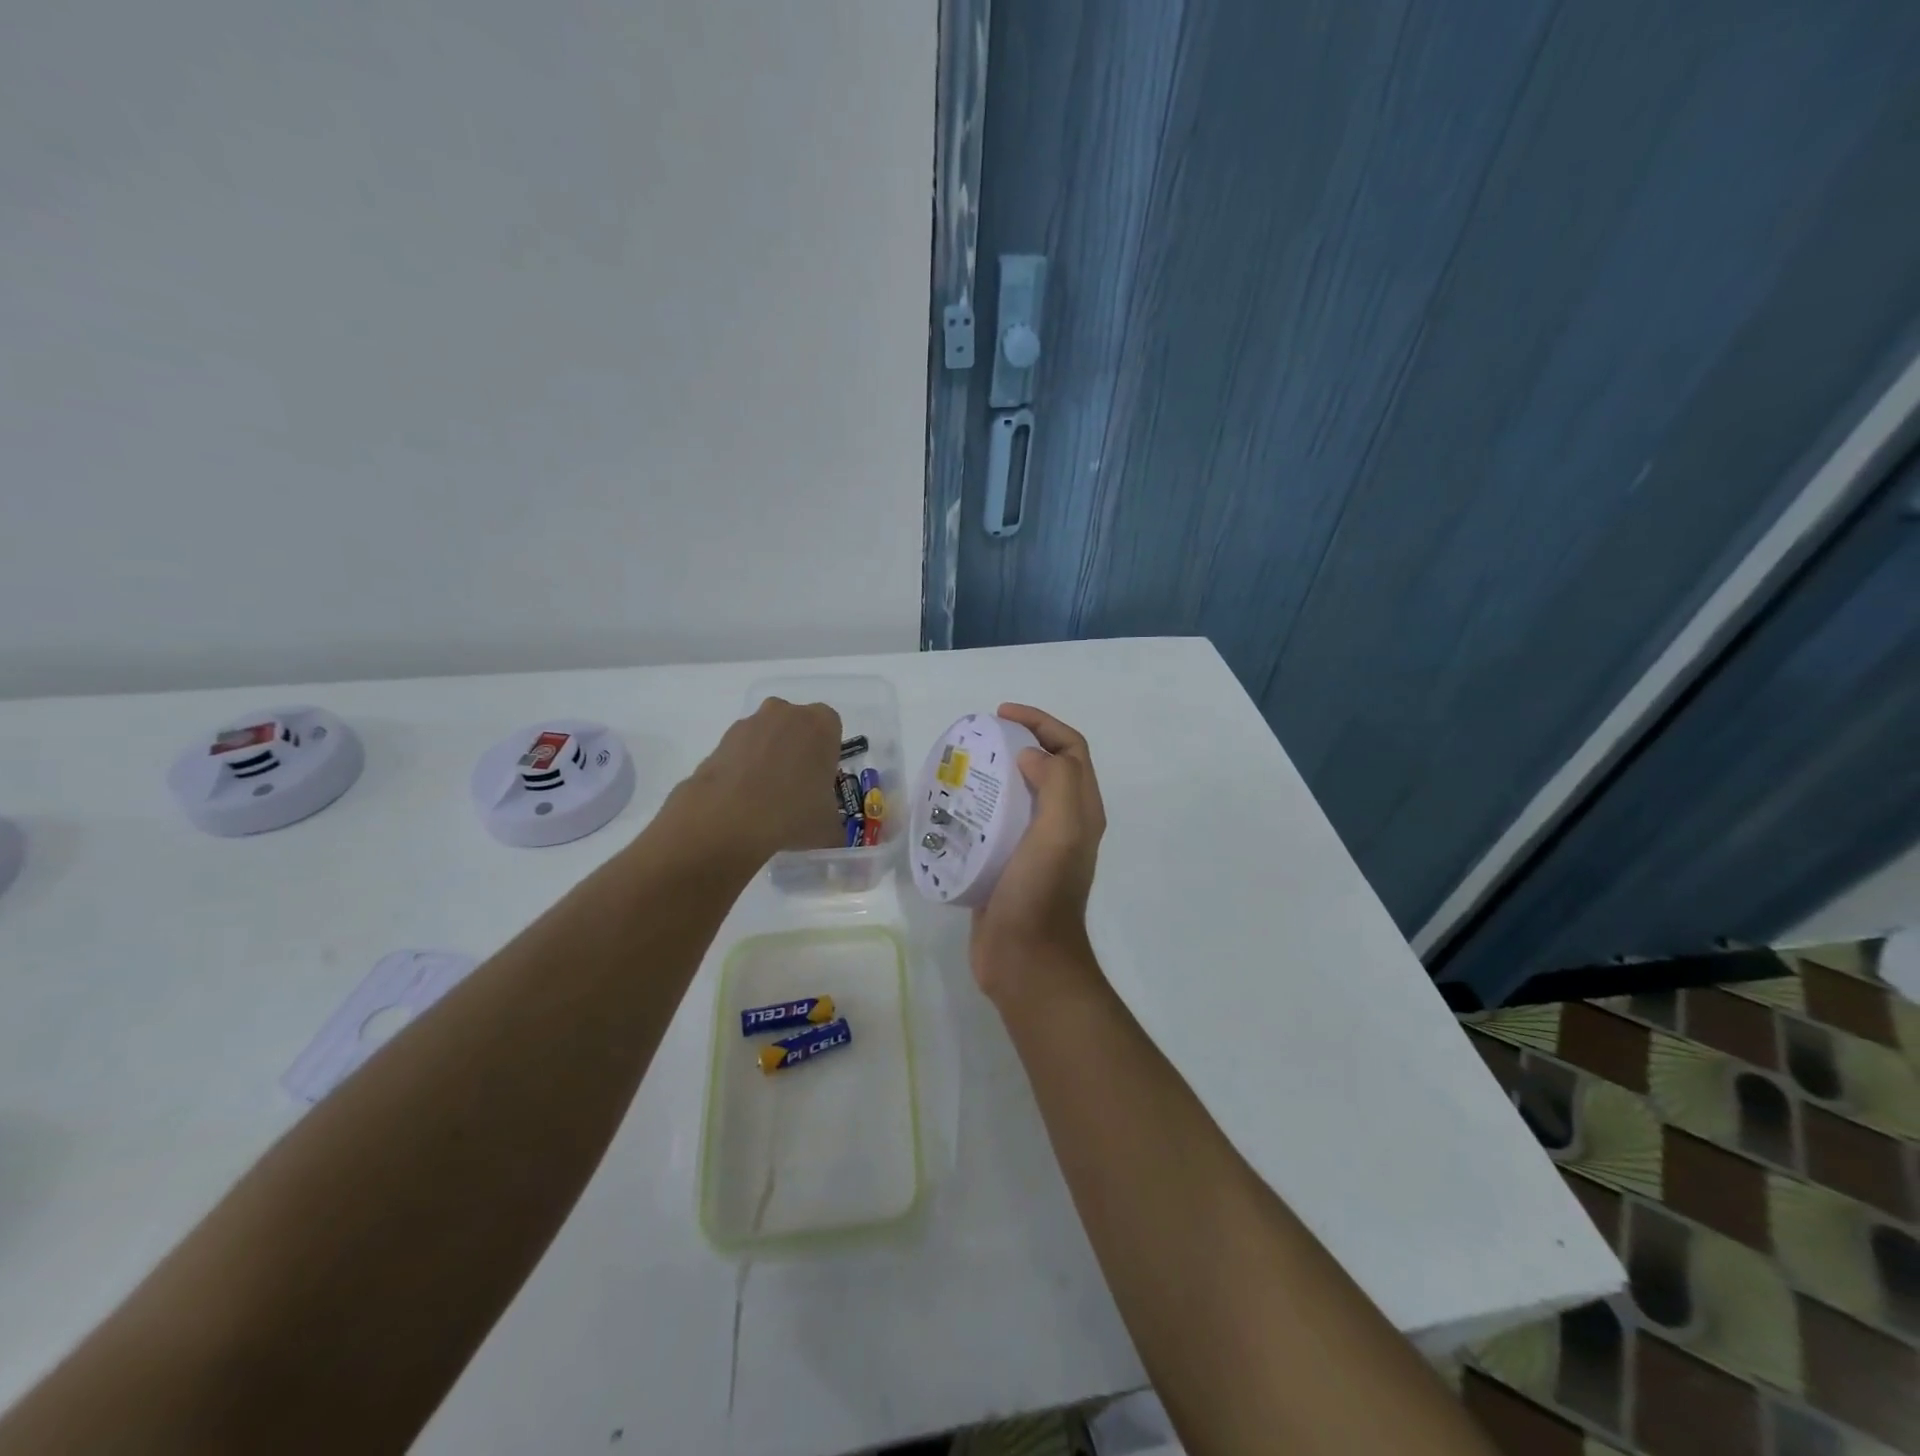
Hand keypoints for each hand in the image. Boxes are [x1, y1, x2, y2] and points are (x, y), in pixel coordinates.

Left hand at [672, 697, 845, 864]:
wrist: (730, 817)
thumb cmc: (793, 812)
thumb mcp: (828, 828)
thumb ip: (833, 825)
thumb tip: (830, 834)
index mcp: (821, 724)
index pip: (831, 728)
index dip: (826, 754)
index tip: (820, 780)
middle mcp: (787, 713)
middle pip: (796, 726)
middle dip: (796, 750)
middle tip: (795, 787)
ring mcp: (750, 723)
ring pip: (766, 736)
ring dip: (768, 757)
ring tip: (764, 798)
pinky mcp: (721, 739)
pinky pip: (740, 750)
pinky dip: (742, 768)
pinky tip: (742, 799)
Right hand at [970, 704, 1105, 1002]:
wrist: (1025, 961)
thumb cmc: (1041, 894)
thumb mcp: (1060, 831)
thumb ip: (1056, 783)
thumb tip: (1029, 755)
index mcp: (1081, 811)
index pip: (1070, 749)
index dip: (1041, 723)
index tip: (1002, 714)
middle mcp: (1063, 823)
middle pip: (1046, 766)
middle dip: (1017, 742)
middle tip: (979, 736)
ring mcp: (1034, 846)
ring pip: (1019, 793)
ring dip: (995, 772)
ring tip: (961, 765)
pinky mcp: (1007, 864)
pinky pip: (996, 822)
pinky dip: (978, 805)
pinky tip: (952, 806)